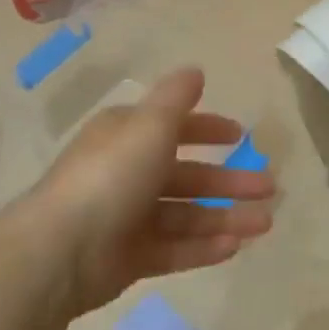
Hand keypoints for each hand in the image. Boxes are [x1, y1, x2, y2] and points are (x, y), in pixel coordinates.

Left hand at [9, 68, 275, 318]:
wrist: (59, 251)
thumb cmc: (110, 177)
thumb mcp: (149, 126)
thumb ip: (176, 99)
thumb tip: (196, 70)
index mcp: (127, 137)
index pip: (173, 128)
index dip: (208, 129)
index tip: (241, 136)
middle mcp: (127, 174)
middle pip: (187, 175)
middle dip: (229, 180)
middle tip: (269, 188)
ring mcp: (127, 219)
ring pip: (186, 215)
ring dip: (225, 217)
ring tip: (264, 223)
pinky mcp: (129, 258)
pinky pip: (174, 249)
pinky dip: (203, 247)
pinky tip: (235, 247)